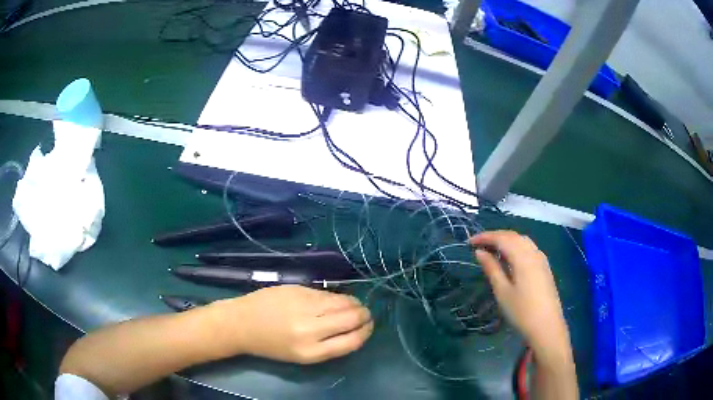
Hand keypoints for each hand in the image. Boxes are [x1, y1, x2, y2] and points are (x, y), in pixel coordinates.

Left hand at [206, 285, 373, 363]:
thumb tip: (355, 329)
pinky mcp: (298, 289)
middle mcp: (310, 328)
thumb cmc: (271, 345)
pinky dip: (337, 297)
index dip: (366, 332)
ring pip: (343, 301)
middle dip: (365, 316)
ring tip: (355, 306)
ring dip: (355, 304)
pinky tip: (335, 300)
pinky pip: (327, 293)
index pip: (352, 341)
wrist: (242, 323)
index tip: (368, 327)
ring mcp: (304, 305)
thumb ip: (330, 345)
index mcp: (311, 351)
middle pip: (352, 318)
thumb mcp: (302, 356)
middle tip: (365, 315)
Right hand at [469, 231, 570, 362]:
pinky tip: (509, 258)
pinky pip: (528, 248)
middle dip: (495, 236)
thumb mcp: (503, 291)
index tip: (469, 242)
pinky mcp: (544, 267)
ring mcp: (541, 259)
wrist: (547, 327)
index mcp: (523, 257)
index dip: (485, 236)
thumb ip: (492, 269)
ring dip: (506, 240)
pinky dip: (516, 246)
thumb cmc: (522, 311)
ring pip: (522, 240)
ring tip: (491, 249)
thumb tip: (480, 252)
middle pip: (513, 236)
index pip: (502, 238)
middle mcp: (534, 252)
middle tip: (478, 244)